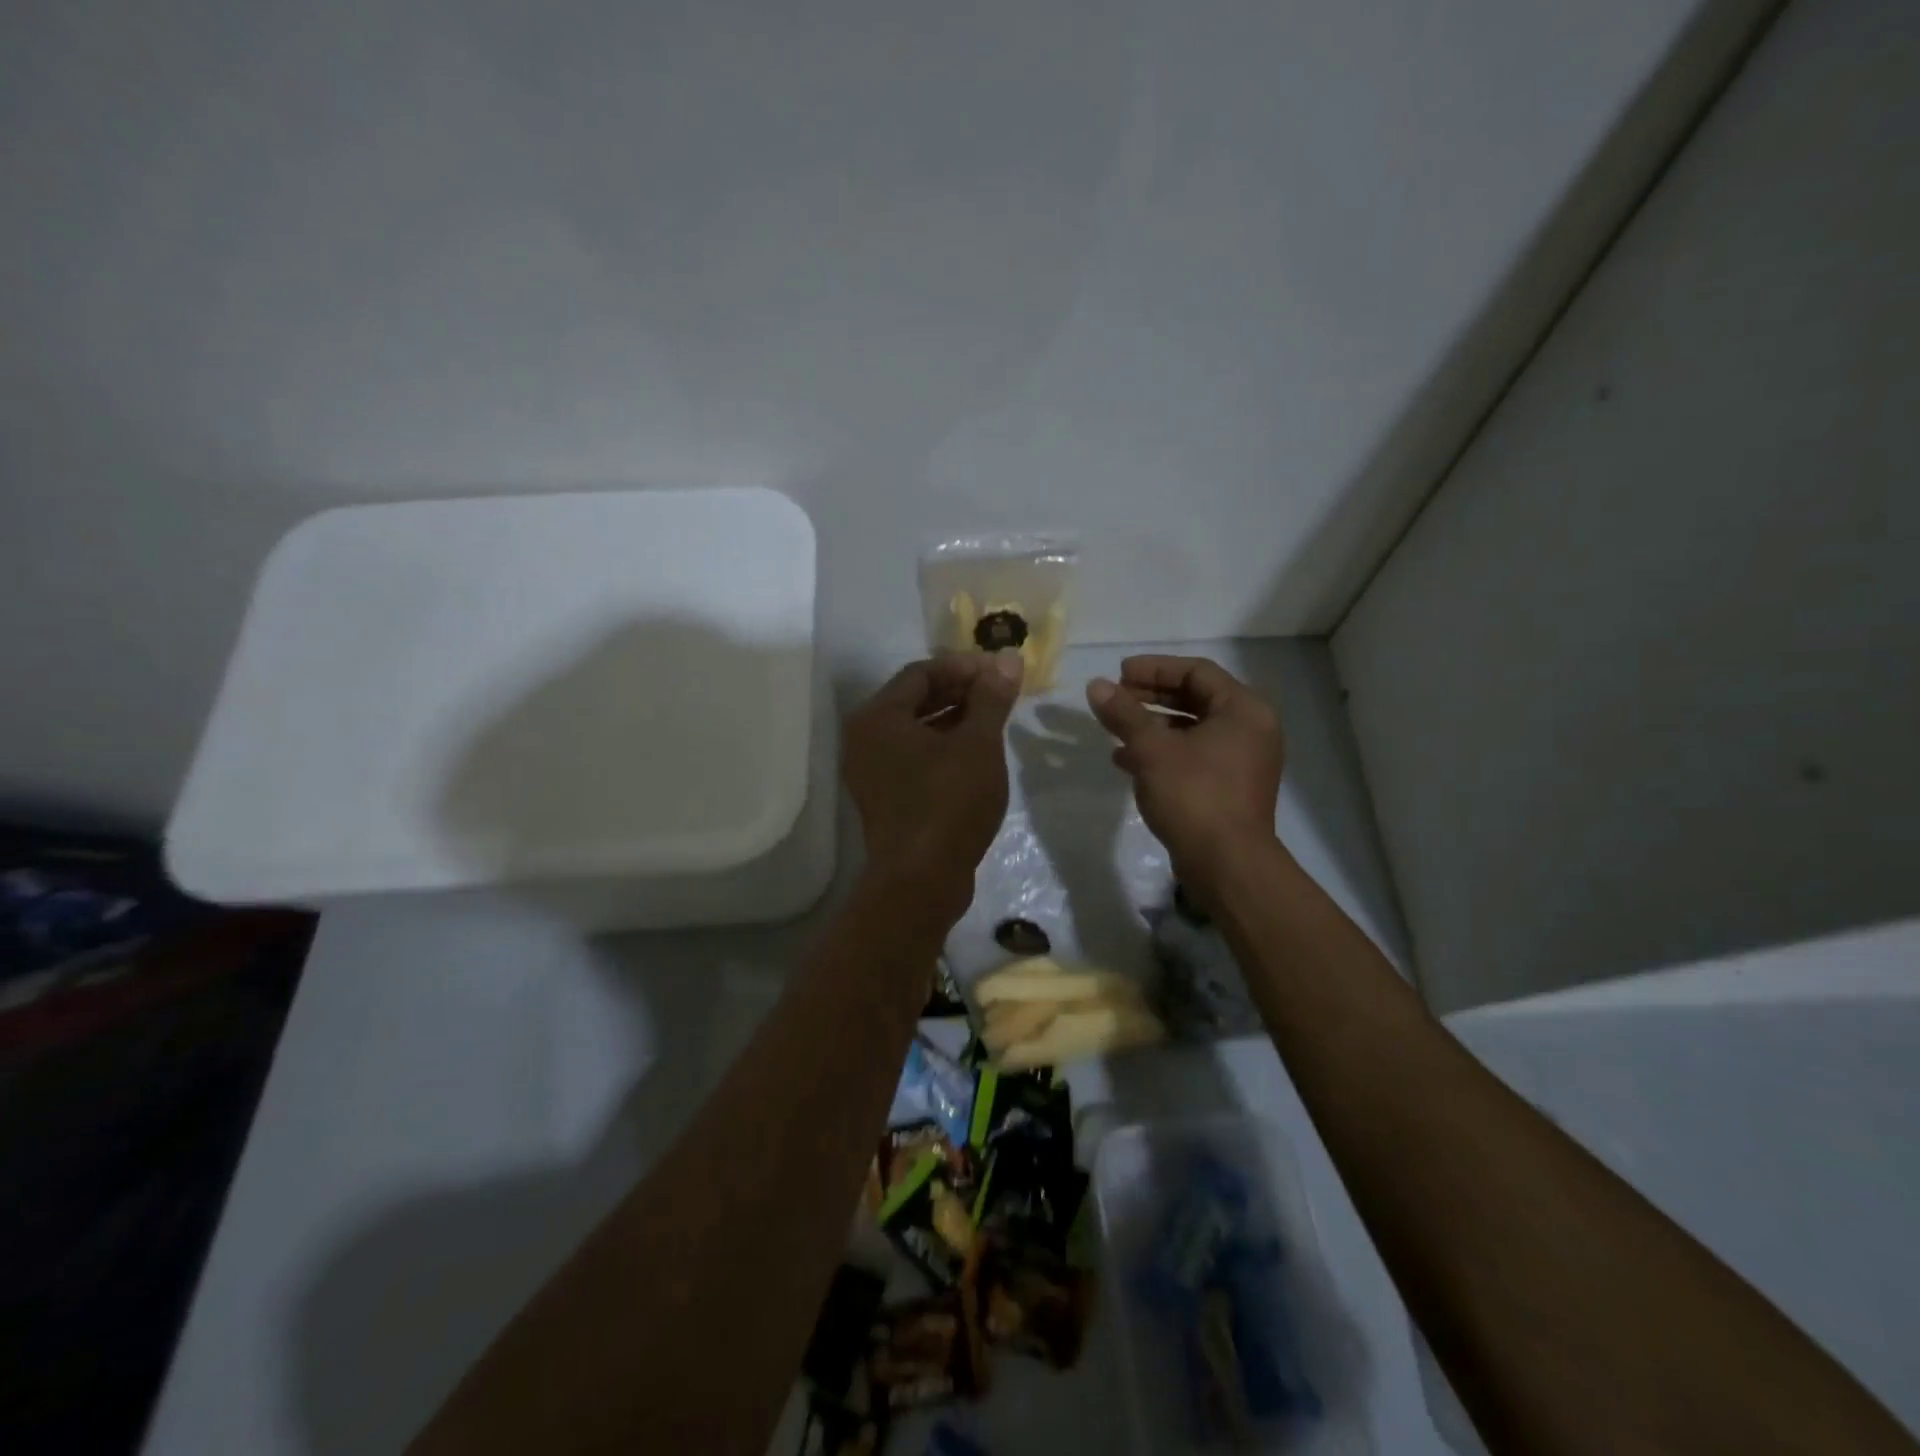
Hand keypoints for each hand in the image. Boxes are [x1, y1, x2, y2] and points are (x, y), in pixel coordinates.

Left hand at [844, 651, 1023, 917]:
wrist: (921, 881)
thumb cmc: (948, 802)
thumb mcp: (978, 744)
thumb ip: (991, 698)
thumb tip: (1008, 659)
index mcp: (877, 716)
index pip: (921, 672)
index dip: (963, 667)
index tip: (1000, 672)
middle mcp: (864, 738)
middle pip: (915, 699)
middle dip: (960, 692)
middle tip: (1000, 694)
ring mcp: (871, 771)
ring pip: (915, 731)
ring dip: (954, 720)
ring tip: (994, 721)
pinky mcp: (884, 798)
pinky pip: (913, 758)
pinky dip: (942, 748)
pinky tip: (976, 755)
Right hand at [1086, 655, 1283, 895]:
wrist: (1227, 865)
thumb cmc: (1194, 795)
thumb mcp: (1152, 749)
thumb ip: (1124, 713)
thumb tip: (1096, 686)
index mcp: (1243, 710)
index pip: (1197, 671)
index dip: (1155, 668)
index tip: (1119, 674)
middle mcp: (1250, 729)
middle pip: (1195, 698)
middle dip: (1151, 696)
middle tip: (1116, 697)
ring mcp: (1242, 761)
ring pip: (1191, 729)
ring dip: (1152, 726)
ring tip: (1115, 730)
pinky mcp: (1229, 788)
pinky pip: (1192, 756)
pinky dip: (1162, 752)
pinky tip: (1126, 761)